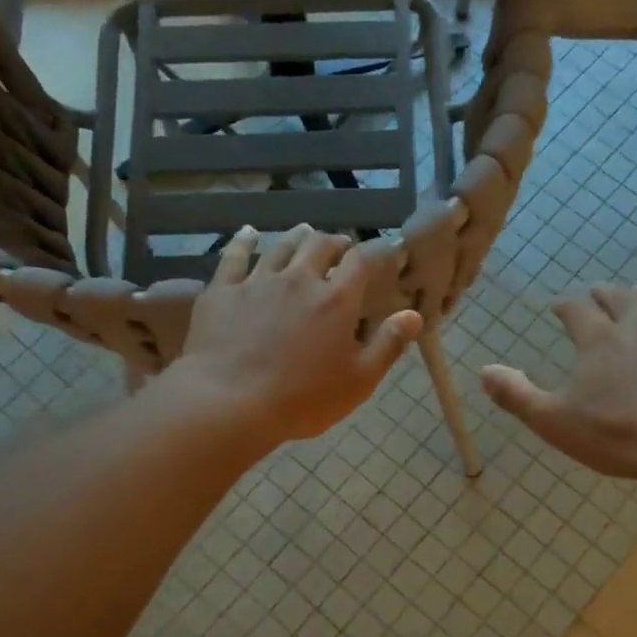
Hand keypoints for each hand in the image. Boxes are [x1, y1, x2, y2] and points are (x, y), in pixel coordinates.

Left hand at [174, 224, 420, 446]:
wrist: (229, 402)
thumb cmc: (302, 399)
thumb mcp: (358, 381)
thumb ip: (388, 345)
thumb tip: (414, 315)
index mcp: (336, 300)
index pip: (362, 261)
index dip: (377, 250)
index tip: (386, 249)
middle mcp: (298, 279)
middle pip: (320, 245)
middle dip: (335, 242)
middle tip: (341, 247)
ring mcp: (257, 282)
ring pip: (281, 246)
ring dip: (297, 238)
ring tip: (304, 234)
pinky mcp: (222, 291)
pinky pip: (234, 256)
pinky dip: (244, 241)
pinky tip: (248, 234)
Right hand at [481, 284, 636, 492]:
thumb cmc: (618, 436)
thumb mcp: (555, 422)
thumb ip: (518, 395)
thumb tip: (484, 371)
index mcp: (599, 339)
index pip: (575, 310)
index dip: (564, 307)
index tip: (557, 307)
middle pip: (617, 298)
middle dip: (602, 295)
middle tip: (595, 294)